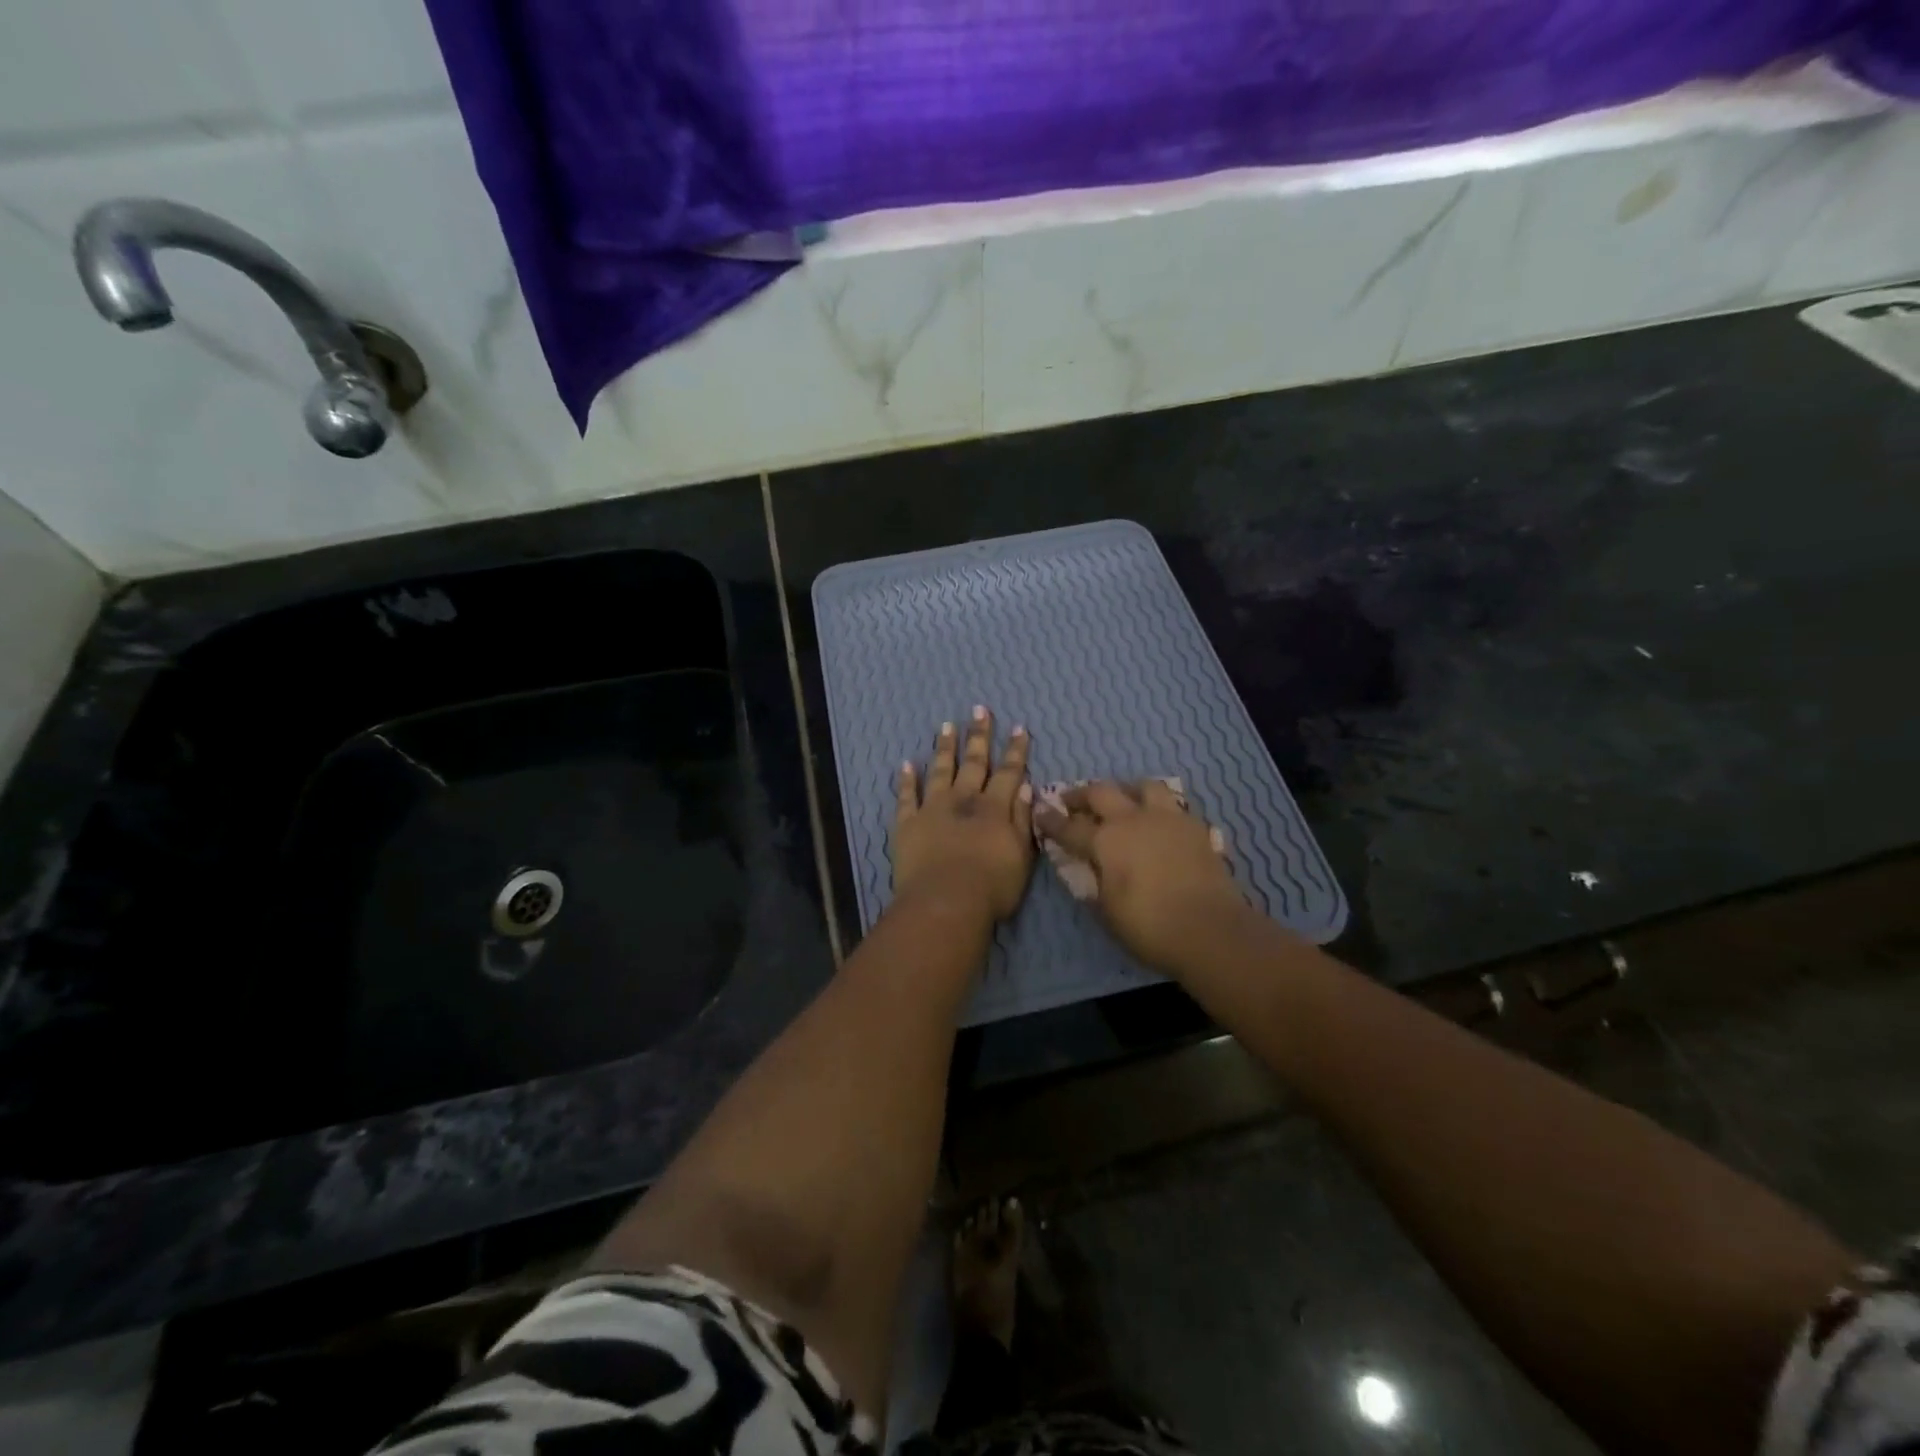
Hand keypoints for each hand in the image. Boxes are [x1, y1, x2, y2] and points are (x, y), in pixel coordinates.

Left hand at [892, 707, 1034, 921]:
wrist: (945, 902)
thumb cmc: (992, 886)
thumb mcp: (1022, 856)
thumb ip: (1023, 820)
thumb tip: (1027, 788)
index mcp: (994, 808)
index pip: (1009, 773)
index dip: (1015, 750)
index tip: (1018, 727)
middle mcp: (964, 800)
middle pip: (974, 763)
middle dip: (979, 736)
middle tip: (979, 710)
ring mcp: (933, 808)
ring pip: (940, 770)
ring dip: (945, 748)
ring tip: (946, 726)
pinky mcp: (907, 823)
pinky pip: (906, 796)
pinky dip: (907, 779)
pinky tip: (906, 763)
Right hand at [1034, 780, 1247, 972]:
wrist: (1210, 929)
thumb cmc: (1149, 926)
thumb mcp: (1108, 911)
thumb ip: (1095, 883)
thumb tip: (1090, 868)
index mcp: (1106, 840)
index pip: (1070, 826)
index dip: (1052, 820)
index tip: (1041, 811)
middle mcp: (1133, 819)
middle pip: (1102, 791)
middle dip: (1083, 794)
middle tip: (1073, 801)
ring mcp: (1168, 819)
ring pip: (1144, 786)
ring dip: (1127, 790)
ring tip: (1124, 801)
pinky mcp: (1195, 827)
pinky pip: (1173, 806)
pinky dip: (1160, 809)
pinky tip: (1159, 824)